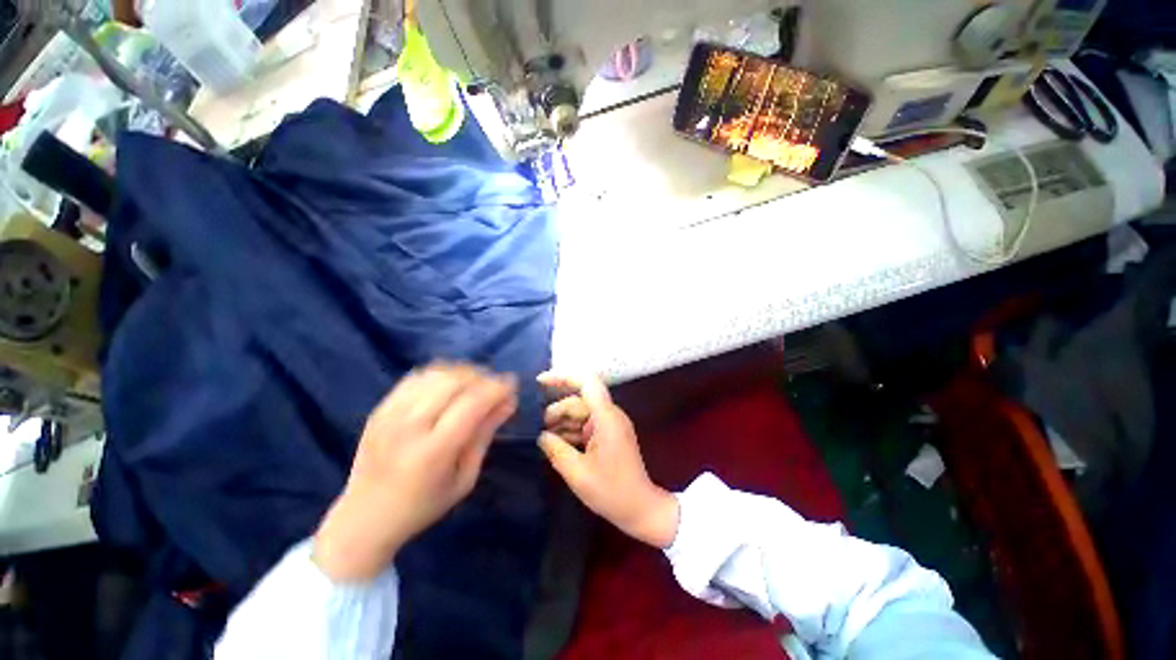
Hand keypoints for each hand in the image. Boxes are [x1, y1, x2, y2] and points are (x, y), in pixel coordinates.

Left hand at [314, 363, 517, 581]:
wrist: (364, 518)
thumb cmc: (423, 505)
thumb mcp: (465, 478)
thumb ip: (485, 434)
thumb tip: (509, 402)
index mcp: (434, 451)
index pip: (473, 403)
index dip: (497, 387)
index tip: (513, 385)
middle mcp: (409, 426)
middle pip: (454, 381)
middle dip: (483, 377)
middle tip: (495, 387)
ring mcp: (390, 414)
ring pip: (436, 374)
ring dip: (463, 373)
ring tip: (475, 384)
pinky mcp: (380, 408)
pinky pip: (416, 377)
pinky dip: (439, 375)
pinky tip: (449, 386)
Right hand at [538, 373, 679, 547]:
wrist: (640, 508)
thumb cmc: (611, 491)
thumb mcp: (577, 473)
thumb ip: (556, 450)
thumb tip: (540, 436)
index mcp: (606, 417)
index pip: (587, 382)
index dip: (563, 377)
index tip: (540, 382)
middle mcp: (609, 415)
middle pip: (579, 401)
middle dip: (556, 410)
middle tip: (536, 428)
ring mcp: (609, 425)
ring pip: (580, 413)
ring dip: (561, 422)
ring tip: (542, 436)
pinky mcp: (608, 435)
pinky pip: (585, 425)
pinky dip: (570, 431)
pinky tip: (555, 443)